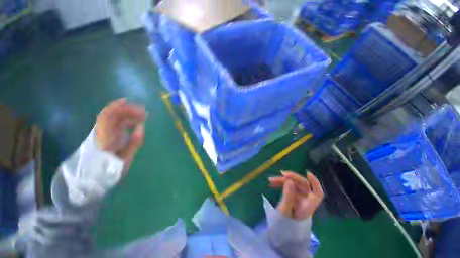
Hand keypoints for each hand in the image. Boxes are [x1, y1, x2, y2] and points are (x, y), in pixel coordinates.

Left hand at [95, 98, 145, 169]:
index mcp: (104, 137)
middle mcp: (102, 133)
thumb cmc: (109, 170)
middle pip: (112, 115)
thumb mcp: (124, 159)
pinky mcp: (107, 137)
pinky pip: (118, 125)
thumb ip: (133, 143)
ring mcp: (104, 134)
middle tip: (144, 112)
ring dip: (129, 116)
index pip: (107, 116)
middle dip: (128, 110)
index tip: (128, 101)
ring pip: (116, 119)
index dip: (116, 106)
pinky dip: (127, 121)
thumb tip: (141, 128)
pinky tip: (136, 123)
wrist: (94, 178)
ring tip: (143, 117)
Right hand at [269, 171, 323, 219]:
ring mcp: (298, 196)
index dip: (315, 183)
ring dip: (282, 180)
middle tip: (282, 174)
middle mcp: (305, 199)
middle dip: (292, 177)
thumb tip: (289, 181)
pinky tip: (272, 183)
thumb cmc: (285, 223)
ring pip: (293, 183)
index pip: (317, 193)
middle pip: (303, 184)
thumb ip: (288, 196)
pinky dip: (280, 183)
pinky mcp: (291, 194)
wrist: (282, 229)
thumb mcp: (285, 211)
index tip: (307, 173)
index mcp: (308, 205)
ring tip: (271, 180)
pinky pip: (287, 185)